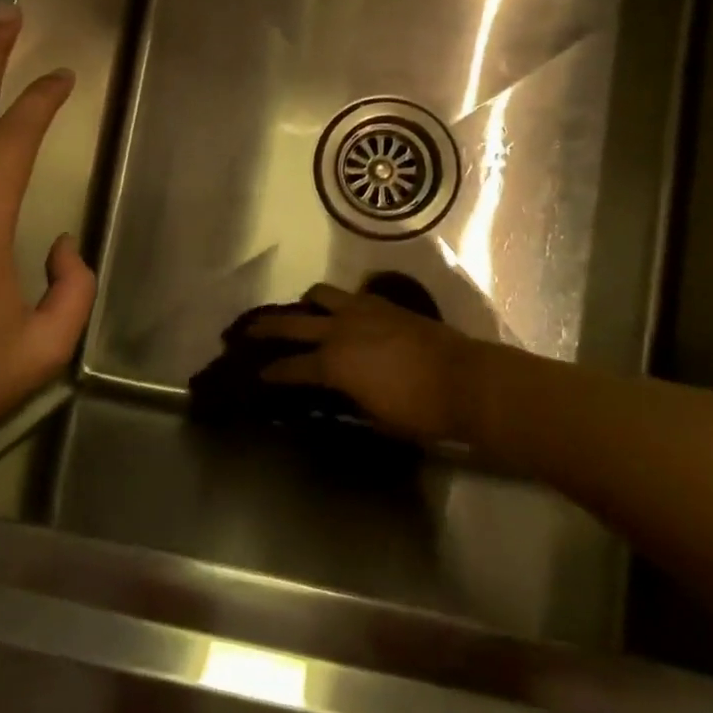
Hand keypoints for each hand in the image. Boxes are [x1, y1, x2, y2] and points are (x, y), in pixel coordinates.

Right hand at [247, 283, 484, 444]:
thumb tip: (335, 397)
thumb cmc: (419, 410)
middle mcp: (339, 330)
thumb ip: (348, 403)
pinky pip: (351, 296)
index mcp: (333, 364)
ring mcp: (362, 311)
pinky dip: (339, 303)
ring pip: (320, 295)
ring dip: (306, 304)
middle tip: (247, 330)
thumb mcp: (375, 418)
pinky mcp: (384, 304)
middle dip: (266, 327)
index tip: (256, 375)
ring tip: (302, 311)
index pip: (290, 367)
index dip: (271, 373)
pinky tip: (343, 313)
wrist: (465, 380)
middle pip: (292, 322)